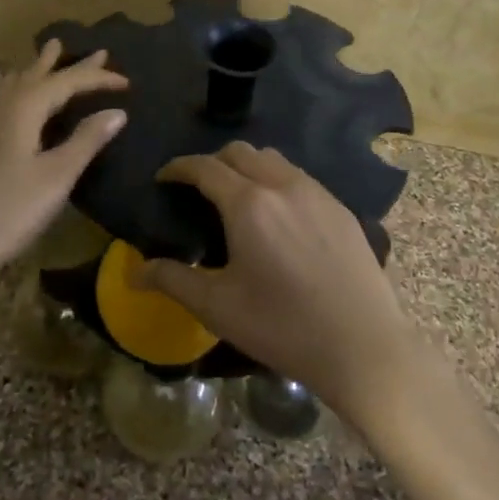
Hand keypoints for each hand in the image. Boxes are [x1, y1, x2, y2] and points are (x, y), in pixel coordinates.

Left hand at [0, 40, 127, 282]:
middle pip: (39, 75)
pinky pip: (6, 101)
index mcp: (24, 109)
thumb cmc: (9, 210)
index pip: (68, 82)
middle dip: (67, 63)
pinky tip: (20, 103)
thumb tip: (117, 112)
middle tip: (94, 50)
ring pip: (17, 85)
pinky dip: (24, 91)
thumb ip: (86, 140)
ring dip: (39, 71)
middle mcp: (2, 108)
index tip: (128, 82)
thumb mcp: (56, 176)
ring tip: (50, 57)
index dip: (98, 79)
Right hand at [140, 141, 415, 419]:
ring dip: (248, 167)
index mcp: (248, 203)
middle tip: (197, 188)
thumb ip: (173, 280)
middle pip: (240, 152)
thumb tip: (136, 272)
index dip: (179, 167)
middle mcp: (282, 185)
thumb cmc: (283, 326)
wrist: (363, 346)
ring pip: (273, 160)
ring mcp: (317, 193)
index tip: (164, 178)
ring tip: (236, 197)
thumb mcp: (218, 307)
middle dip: (212, 162)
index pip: (205, 166)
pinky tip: (278, 216)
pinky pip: (300, 178)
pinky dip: (277, 181)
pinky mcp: (341, 208)